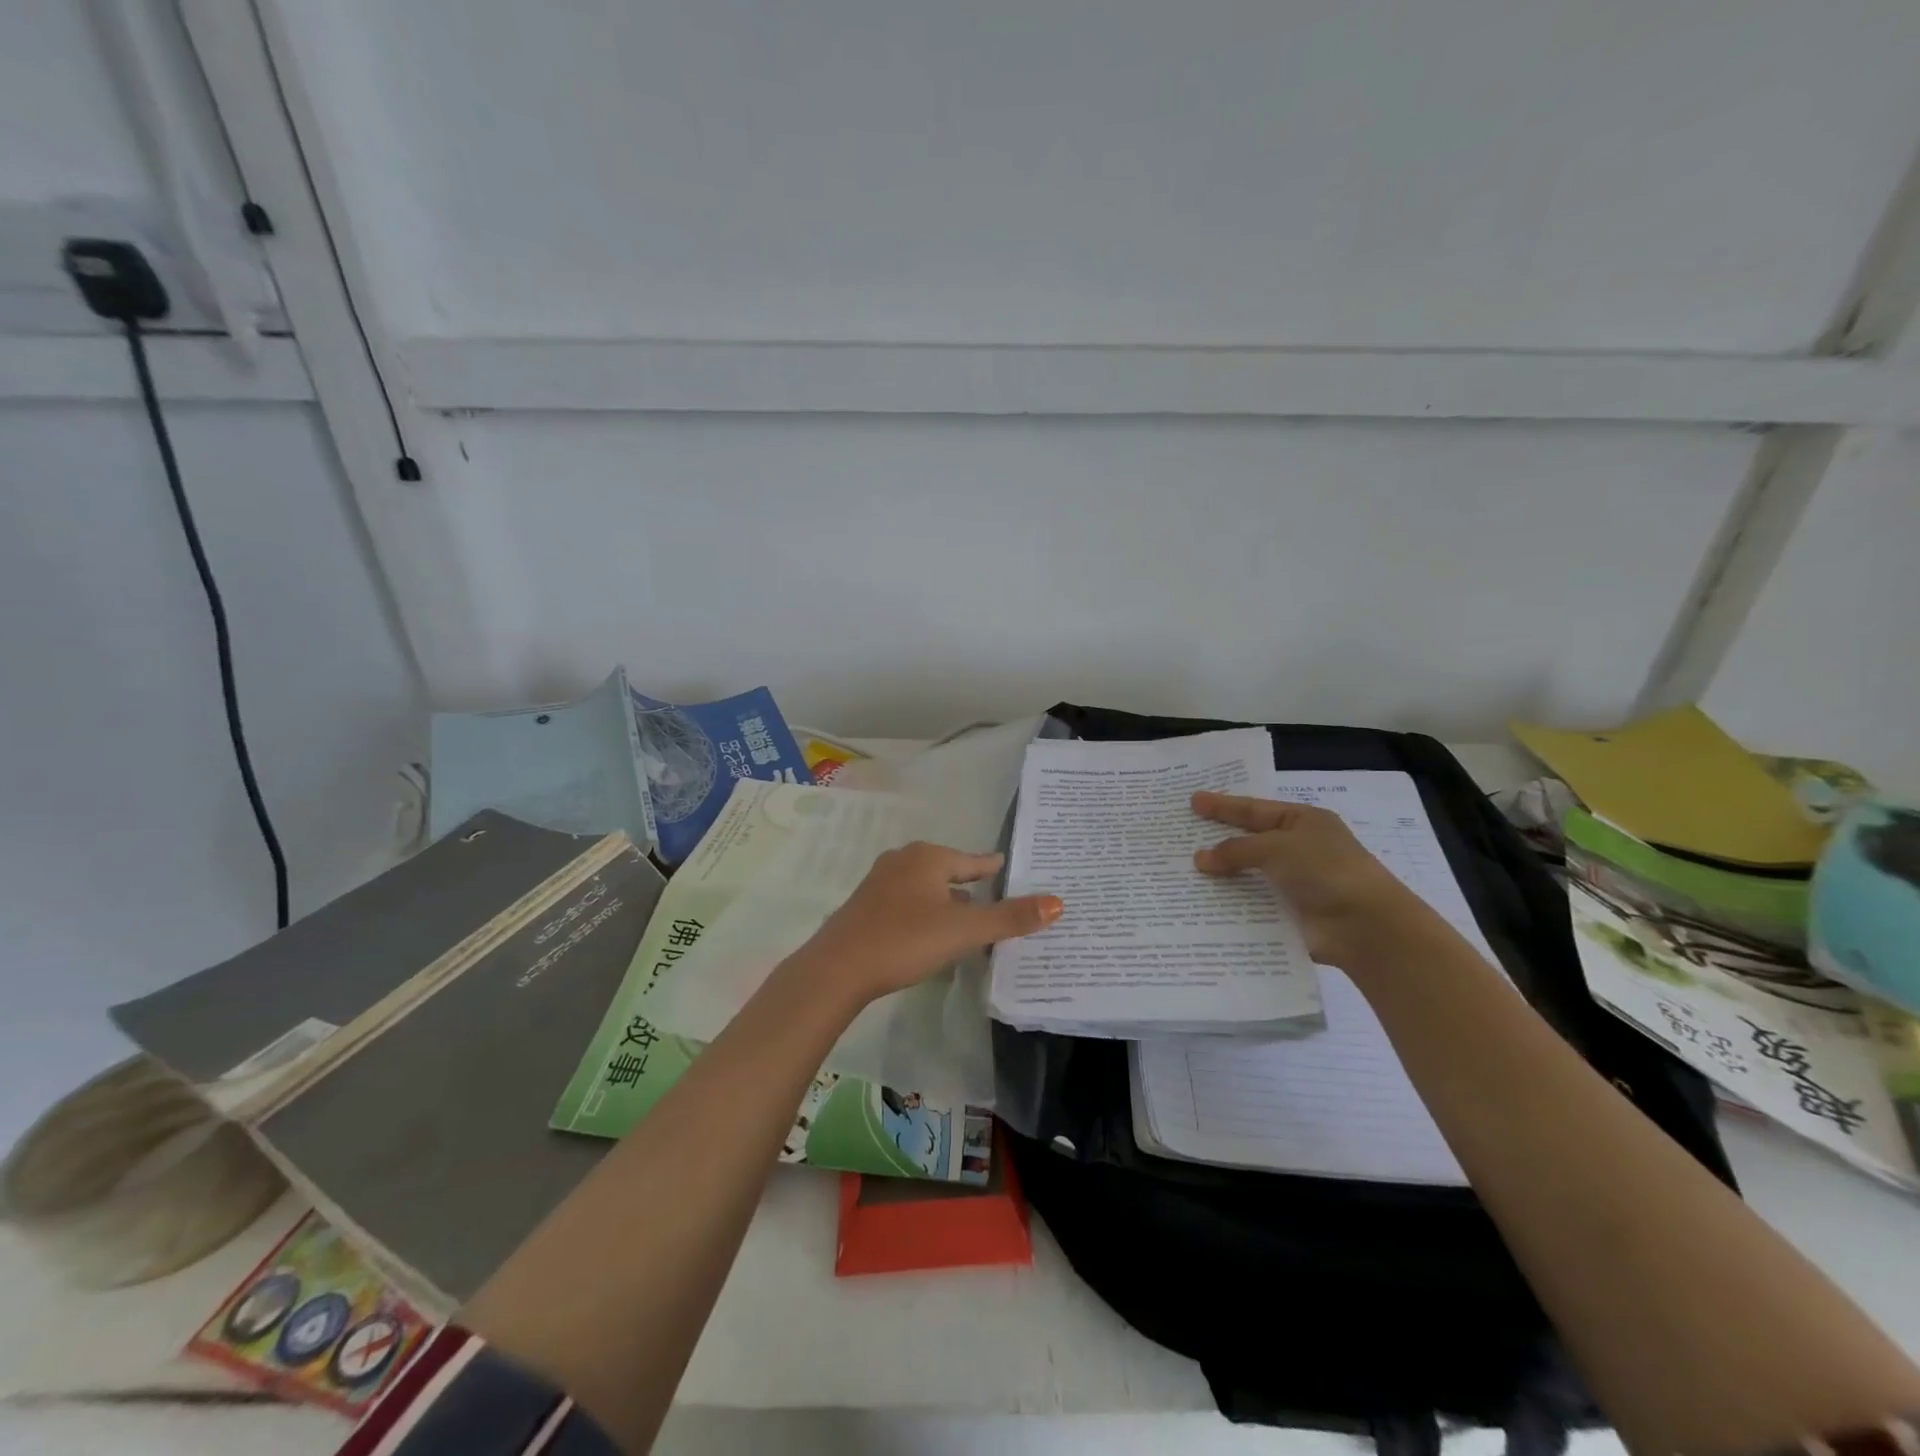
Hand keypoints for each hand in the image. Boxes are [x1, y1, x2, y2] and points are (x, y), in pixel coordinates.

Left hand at [799, 842, 1062, 1003]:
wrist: (838, 968)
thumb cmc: (905, 939)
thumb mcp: (964, 930)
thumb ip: (1009, 918)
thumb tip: (1058, 903)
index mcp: (928, 857)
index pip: (972, 860)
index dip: (992, 866)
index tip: (1007, 866)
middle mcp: (903, 860)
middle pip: (947, 870)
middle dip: (970, 884)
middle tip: (995, 895)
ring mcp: (880, 882)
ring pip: (925, 887)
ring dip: (946, 900)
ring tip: (967, 918)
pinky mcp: (865, 905)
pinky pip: (907, 902)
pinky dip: (925, 911)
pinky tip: (929, 932)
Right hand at [1191, 792, 1431, 967]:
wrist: (1364, 927)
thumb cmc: (1325, 871)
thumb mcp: (1277, 847)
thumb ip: (1236, 850)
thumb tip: (1200, 859)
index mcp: (1302, 821)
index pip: (1254, 809)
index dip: (1222, 806)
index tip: (1193, 801)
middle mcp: (1299, 848)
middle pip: (1249, 840)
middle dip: (1217, 839)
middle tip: (1182, 834)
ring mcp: (1295, 882)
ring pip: (1248, 874)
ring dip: (1221, 874)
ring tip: (1182, 871)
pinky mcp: (1289, 913)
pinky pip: (1252, 903)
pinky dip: (1231, 903)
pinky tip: (1201, 903)